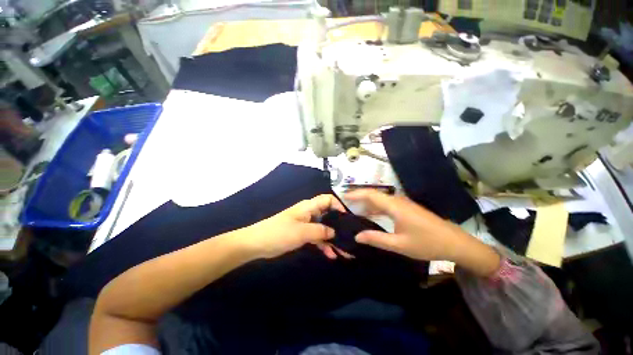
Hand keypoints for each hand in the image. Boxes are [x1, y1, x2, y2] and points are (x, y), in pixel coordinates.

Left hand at [244, 194, 352, 259]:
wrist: (257, 243)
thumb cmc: (279, 233)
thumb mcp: (302, 232)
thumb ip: (320, 231)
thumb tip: (335, 232)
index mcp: (309, 207)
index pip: (328, 199)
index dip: (339, 206)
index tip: (348, 219)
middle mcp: (309, 213)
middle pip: (328, 215)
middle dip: (338, 225)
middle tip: (349, 238)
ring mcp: (306, 224)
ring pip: (323, 228)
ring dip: (332, 238)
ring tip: (344, 251)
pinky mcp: (302, 233)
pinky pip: (316, 236)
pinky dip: (323, 244)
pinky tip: (331, 255)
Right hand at [345, 189, 462, 260]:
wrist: (454, 243)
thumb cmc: (427, 243)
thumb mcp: (399, 244)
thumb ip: (376, 239)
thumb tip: (357, 236)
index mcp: (394, 206)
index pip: (370, 194)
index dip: (355, 194)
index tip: (343, 196)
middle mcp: (397, 201)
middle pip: (374, 194)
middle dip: (358, 197)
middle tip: (344, 204)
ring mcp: (403, 204)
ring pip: (380, 199)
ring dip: (366, 203)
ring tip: (353, 209)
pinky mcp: (406, 208)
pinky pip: (386, 204)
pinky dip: (375, 208)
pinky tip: (370, 215)